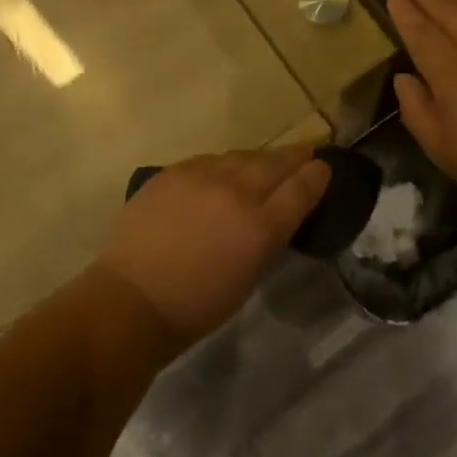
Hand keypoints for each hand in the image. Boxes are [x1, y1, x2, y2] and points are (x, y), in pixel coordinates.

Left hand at [94, 147, 330, 352]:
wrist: (131, 298)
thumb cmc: (195, 306)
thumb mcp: (247, 278)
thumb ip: (265, 240)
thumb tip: (273, 215)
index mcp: (259, 226)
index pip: (299, 190)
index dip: (315, 176)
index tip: (324, 166)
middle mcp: (235, 192)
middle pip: (273, 164)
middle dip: (293, 156)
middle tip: (307, 150)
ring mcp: (201, 176)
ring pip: (240, 156)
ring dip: (258, 158)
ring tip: (267, 160)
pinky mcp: (173, 171)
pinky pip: (209, 160)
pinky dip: (224, 164)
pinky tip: (224, 169)